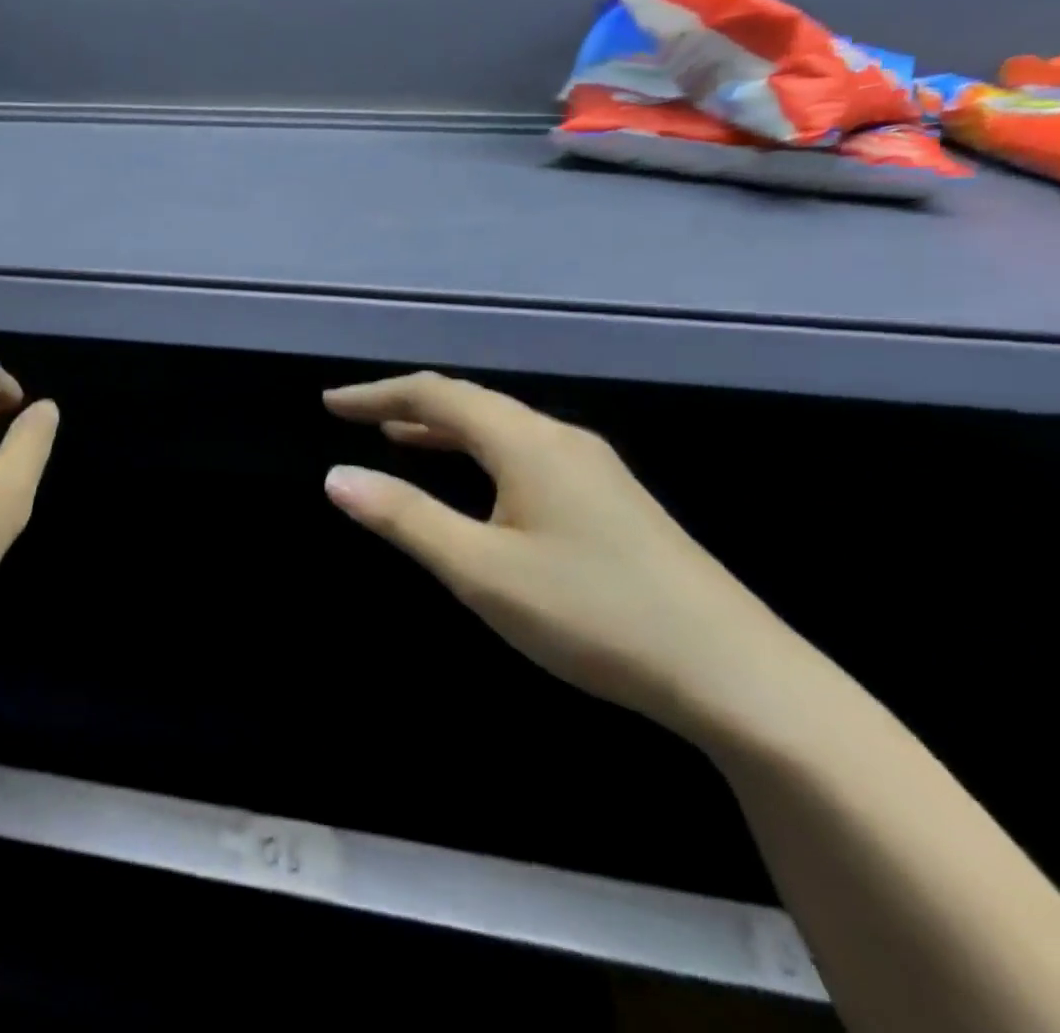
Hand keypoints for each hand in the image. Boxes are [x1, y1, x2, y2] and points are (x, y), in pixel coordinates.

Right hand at [323, 372, 801, 743]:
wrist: (744, 681)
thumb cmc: (594, 615)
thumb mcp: (480, 570)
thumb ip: (404, 518)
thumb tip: (336, 476)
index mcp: (527, 442)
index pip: (436, 395)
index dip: (377, 395)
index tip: (330, 404)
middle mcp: (560, 439)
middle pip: (470, 402)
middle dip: (406, 404)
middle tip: (355, 417)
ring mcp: (594, 469)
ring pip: (501, 427)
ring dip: (443, 427)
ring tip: (398, 437)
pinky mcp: (613, 501)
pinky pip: (524, 452)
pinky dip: (479, 451)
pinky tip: (476, 482)